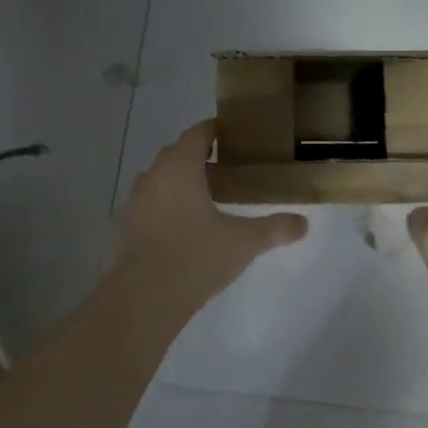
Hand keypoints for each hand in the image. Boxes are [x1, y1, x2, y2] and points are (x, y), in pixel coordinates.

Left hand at [116, 121, 307, 297]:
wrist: (144, 298)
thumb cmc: (196, 257)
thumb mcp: (244, 242)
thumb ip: (275, 229)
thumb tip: (303, 223)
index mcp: (180, 168)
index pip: (196, 134)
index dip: (213, 130)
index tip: (231, 133)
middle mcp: (152, 177)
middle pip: (175, 154)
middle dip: (197, 155)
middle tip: (225, 167)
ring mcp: (133, 203)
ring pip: (158, 180)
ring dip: (178, 182)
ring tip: (205, 197)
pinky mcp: (124, 228)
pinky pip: (148, 205)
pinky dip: (164, 206)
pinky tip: (182, 227)